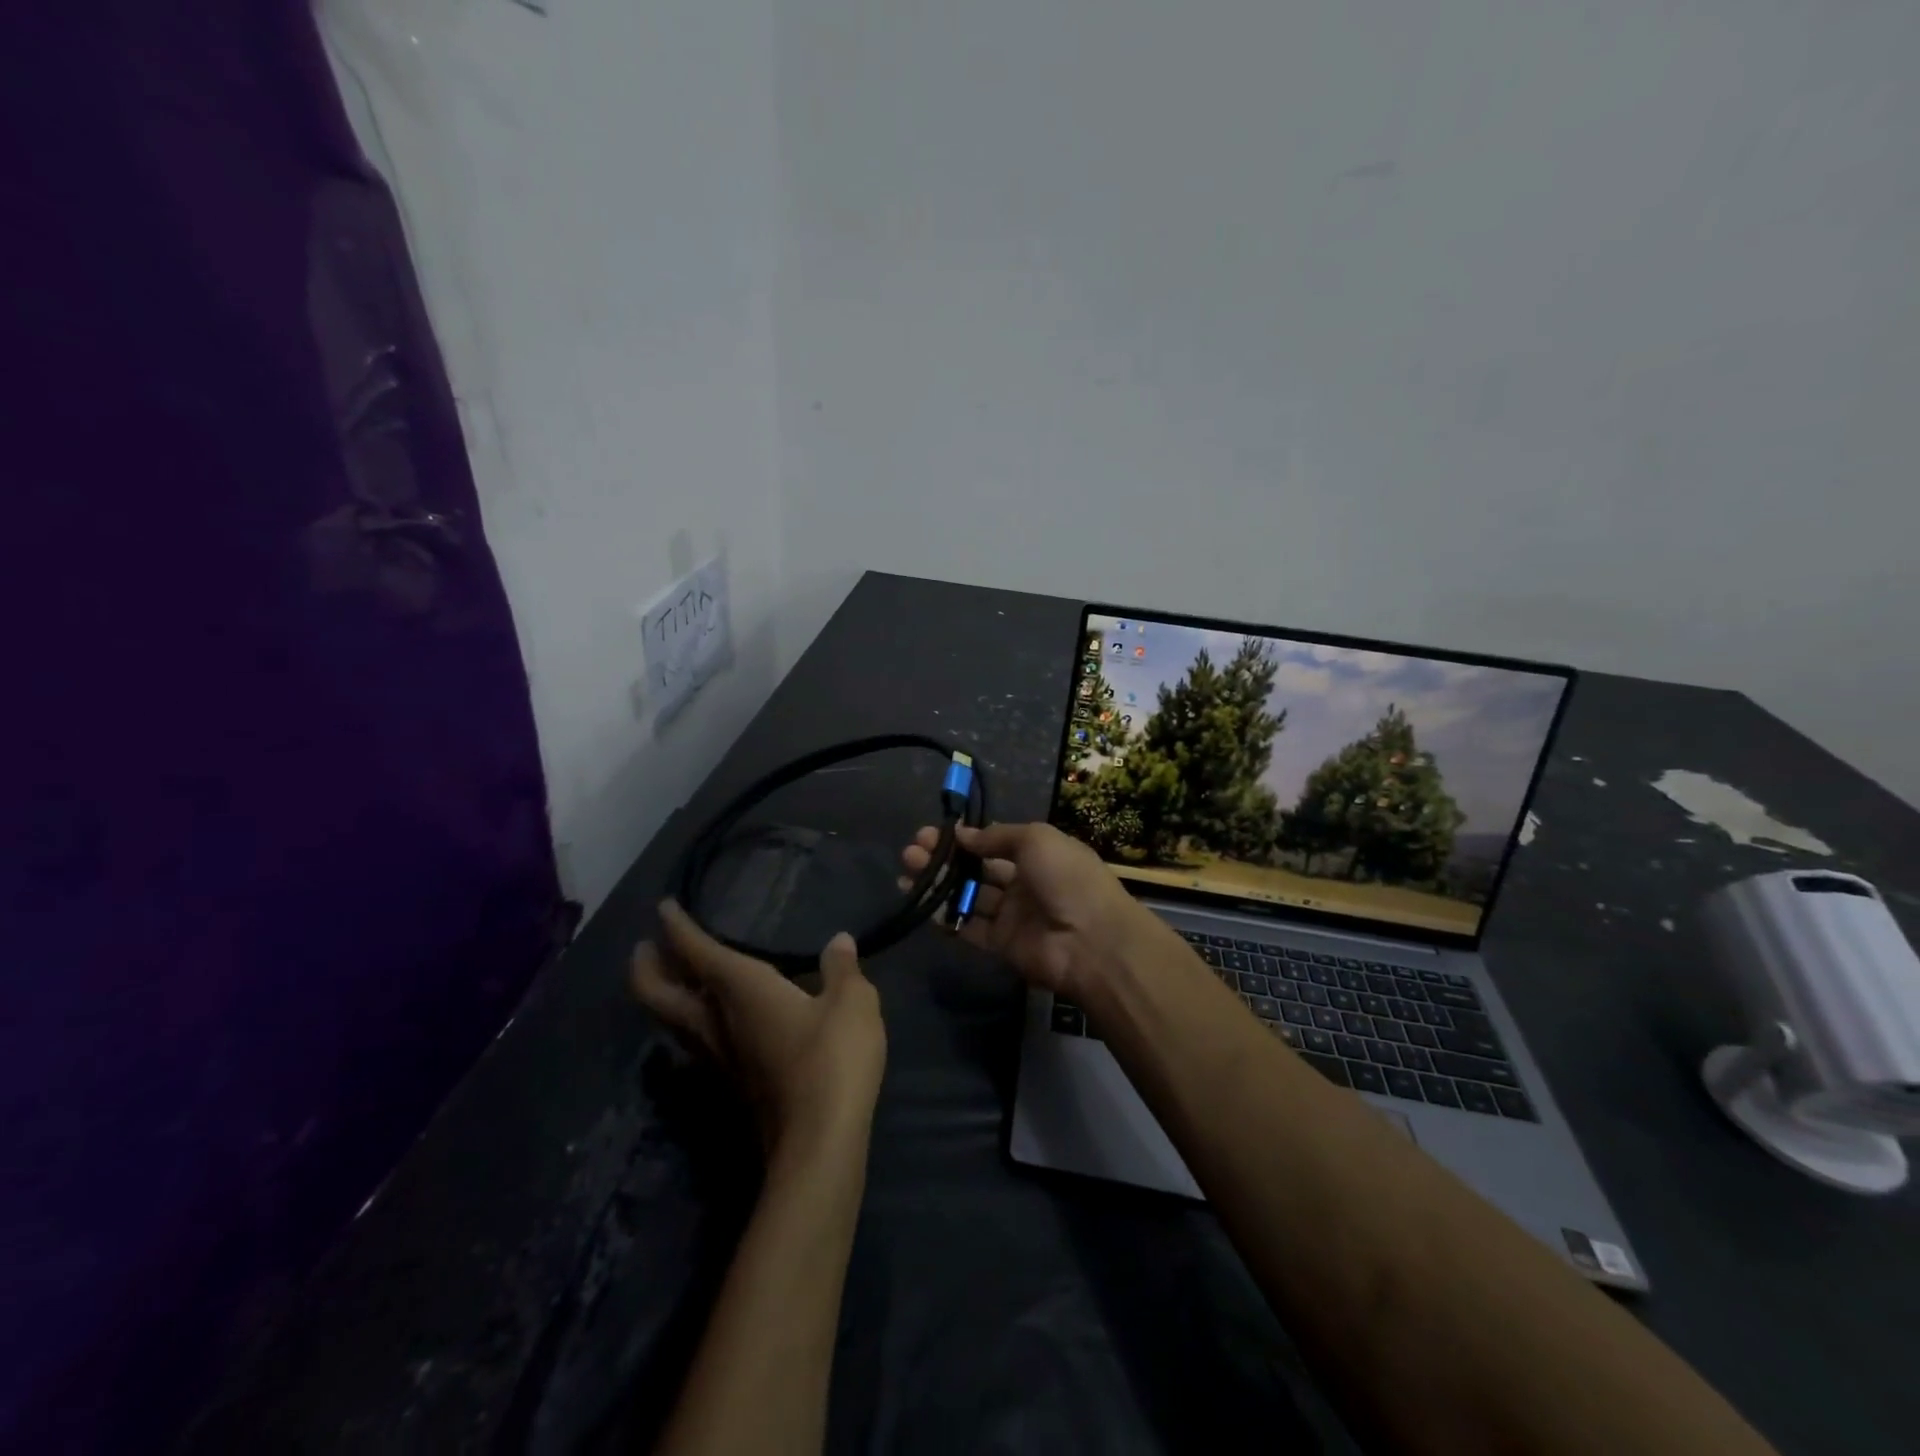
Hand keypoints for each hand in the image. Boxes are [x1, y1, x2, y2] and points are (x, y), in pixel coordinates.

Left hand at [631, 901, 885, 1162]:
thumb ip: (842, 969)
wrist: (818, 1142)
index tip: (663, 907)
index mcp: (740, 989)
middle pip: (660, 994)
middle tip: (645, 946)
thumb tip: (838, 943)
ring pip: (672, 1021)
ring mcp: (718, 1059)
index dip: (677, 927)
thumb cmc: (832, 1058)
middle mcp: (716, 1022)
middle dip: (647, 967)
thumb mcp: (853, 1002)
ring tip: (674, 977)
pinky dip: (690, 1020)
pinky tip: (713, 1020)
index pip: (696, 951)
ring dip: (664, 995)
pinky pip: (694, 1041)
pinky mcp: (731, 1085)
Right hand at [900, 821, 1158, 1001]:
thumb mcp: (1036, 839)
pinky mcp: (1000, 944)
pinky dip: (945, 917)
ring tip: (906, 872)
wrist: (1091, 940)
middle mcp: (1022, 883)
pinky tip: (921, 903)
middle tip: (911, 851)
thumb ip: (996, 837)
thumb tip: (963, 834)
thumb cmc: (1066, 878)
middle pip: (975, 870)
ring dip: (938, 885)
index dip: (963, 839)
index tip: (933, 833)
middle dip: (944, 860)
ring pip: (967, 897)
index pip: (992, 844)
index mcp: (1036, 855)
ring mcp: (1011, 916)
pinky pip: (968, 928)